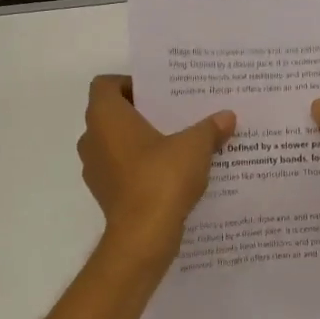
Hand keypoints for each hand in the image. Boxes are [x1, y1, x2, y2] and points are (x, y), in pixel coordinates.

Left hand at [78, 75, 234, 261]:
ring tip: (176, 143)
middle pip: (112, 114)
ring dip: (140, 142)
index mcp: (105, 117)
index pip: (105, 85)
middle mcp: (92, 139)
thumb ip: (210, 128)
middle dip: (141, 113)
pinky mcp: (105, 194)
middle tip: (174, 114)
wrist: (143, 236)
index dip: (129, 83)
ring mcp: (95, 169)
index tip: (158, 92)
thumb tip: (227, 116)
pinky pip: (121, 170)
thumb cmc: (162, 178)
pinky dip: (139, 167)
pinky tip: (170, 173)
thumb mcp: (195, 146)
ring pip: (116, 144)